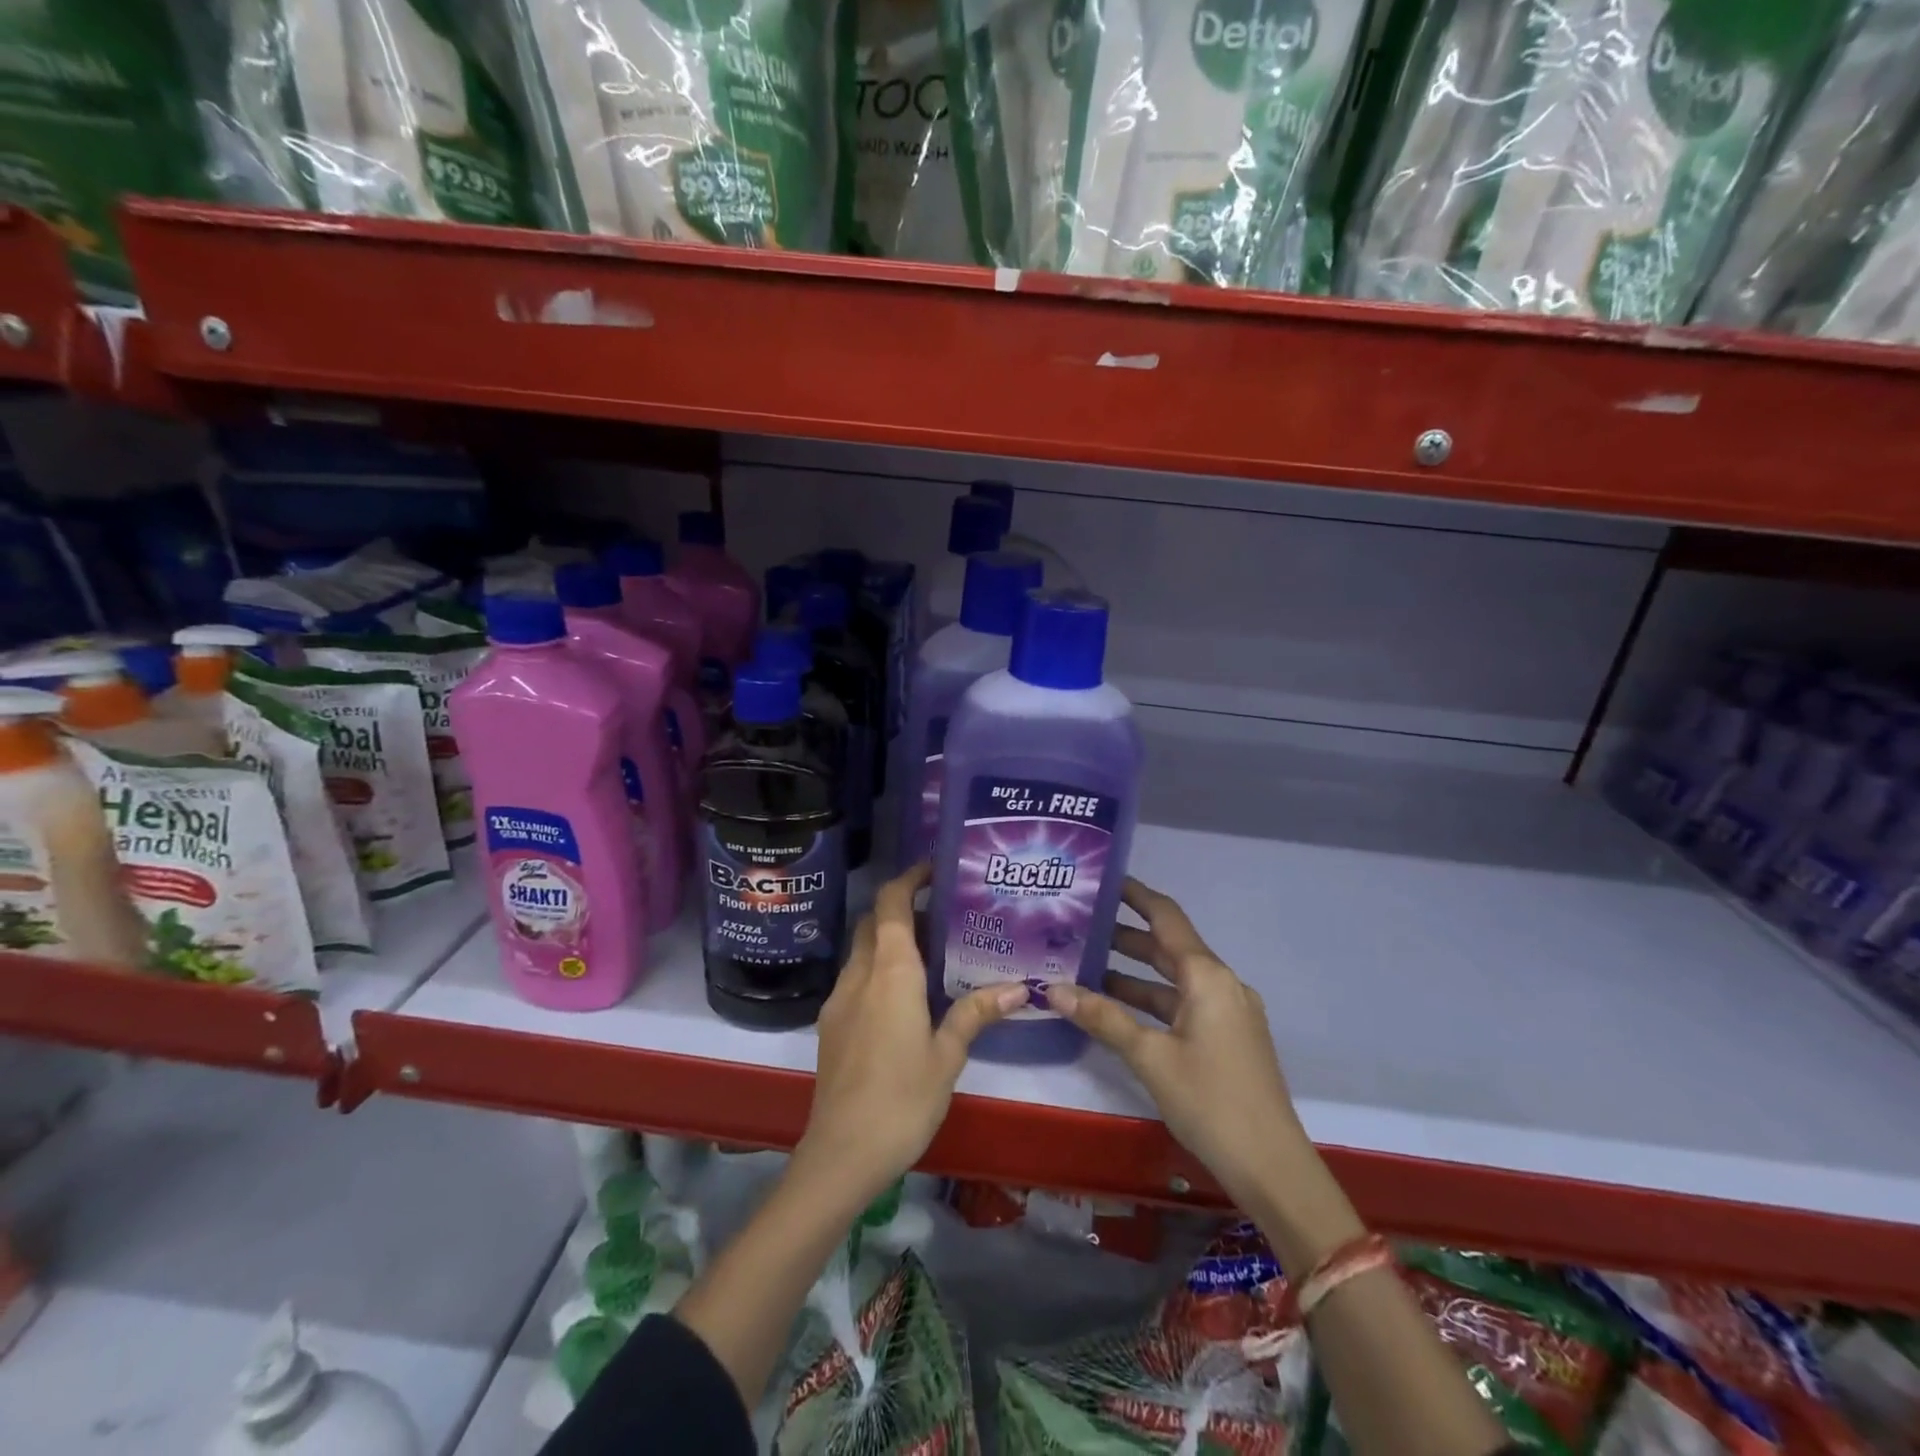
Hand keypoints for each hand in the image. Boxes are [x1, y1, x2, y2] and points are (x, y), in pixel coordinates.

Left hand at [795, 863, 1027, 1205]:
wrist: (842, 1153)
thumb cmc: (902, 1098)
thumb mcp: (948, 1055)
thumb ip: (976, 1013)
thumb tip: (1019, 986)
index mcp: (890, 971)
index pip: (890, 903)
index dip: (909, 878)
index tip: (935, 869)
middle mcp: (860, 974)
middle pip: (873, 921)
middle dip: (901, 908)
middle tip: (942, 916)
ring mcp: (839, 999)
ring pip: (862, 950)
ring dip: (889, 940)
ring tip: (930, 954)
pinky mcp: (830, 1024)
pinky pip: (855, 978)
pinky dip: (877, 969)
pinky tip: (903, 998)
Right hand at [1050, 878, 1301, 1211]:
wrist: (1273, 1167)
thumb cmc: (1210, 1101)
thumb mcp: (1150, 1057)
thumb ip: (1102, 1017)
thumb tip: (1052, 989)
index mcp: (1206, 976)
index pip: (1166, 917)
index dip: (1135, 895)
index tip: (1102, 881)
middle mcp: (1221, 984)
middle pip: (1168, 947)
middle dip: (1125, 936)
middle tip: (1079, 926)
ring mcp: (1228, 1012)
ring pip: (1173, 979)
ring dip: (1135, 972)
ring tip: (1086, 965)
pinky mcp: (1228, 1038)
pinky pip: (1183, 1003)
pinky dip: (1151, 1000)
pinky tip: (1118, 1009)